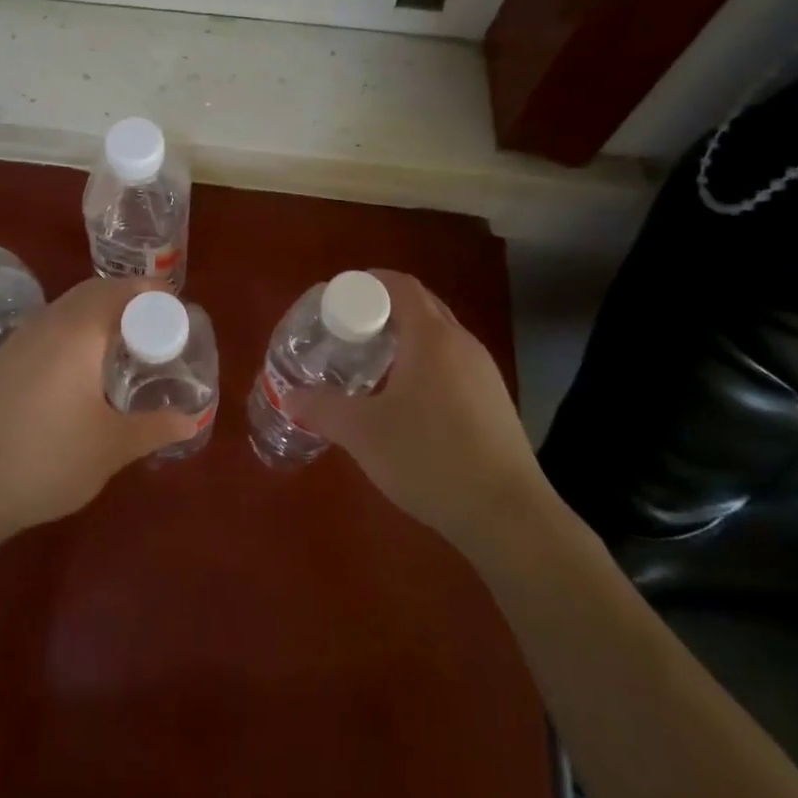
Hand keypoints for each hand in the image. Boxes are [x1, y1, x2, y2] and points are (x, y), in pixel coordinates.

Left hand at [0, 277, 198, 540]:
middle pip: (94, 291)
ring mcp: (19, 340)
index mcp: (79, 331)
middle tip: (155, 326)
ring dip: (97, 314)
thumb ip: (155, 428)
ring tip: (122, 345)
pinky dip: (73, 331)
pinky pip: (48, 328)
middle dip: (127, 299)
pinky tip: (79, 370)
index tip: (176, 309)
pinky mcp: (1, 361)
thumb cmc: (47, 460)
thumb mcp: (111, 448)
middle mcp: (48, 323)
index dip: (152, 293)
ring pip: (67, 308)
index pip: (122, 291)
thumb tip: (192, 420)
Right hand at [290, 270, 550, 550]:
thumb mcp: (363, 434)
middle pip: (421, 306)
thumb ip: (322, 409)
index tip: (338, 297)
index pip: (400, 285)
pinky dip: (426, 363)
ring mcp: (484, 373)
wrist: (508, 516)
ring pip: (439, 336)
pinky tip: (408, 400)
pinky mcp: (495, 402)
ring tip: (373, 362)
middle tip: (348, 329)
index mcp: (431, 337)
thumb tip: (290, 397)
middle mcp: (462, 344)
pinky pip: (453, 363)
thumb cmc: (430, 458)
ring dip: (406, 337)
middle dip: (383, 309)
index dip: (368, 282)